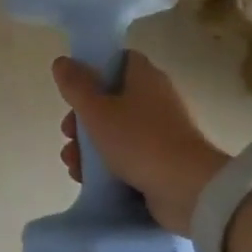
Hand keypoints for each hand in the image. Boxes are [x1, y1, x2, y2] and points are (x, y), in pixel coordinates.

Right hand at [53, 50, 227, 235]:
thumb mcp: (97, 111)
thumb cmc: (140, 141)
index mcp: (144, 77)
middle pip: (110, 98)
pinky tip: (86, 179)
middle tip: (68, 133)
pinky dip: (106, 164)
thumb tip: (62, 61)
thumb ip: (76, 85)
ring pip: (115, 130)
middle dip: (82, 118)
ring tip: (73, 165)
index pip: (117, 60)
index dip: (92, 70)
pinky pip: (127, 156)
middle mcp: (155, 99)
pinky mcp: (162, 161)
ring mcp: (160, 132)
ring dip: (88, 146)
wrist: (189, 191)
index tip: (73, 89)